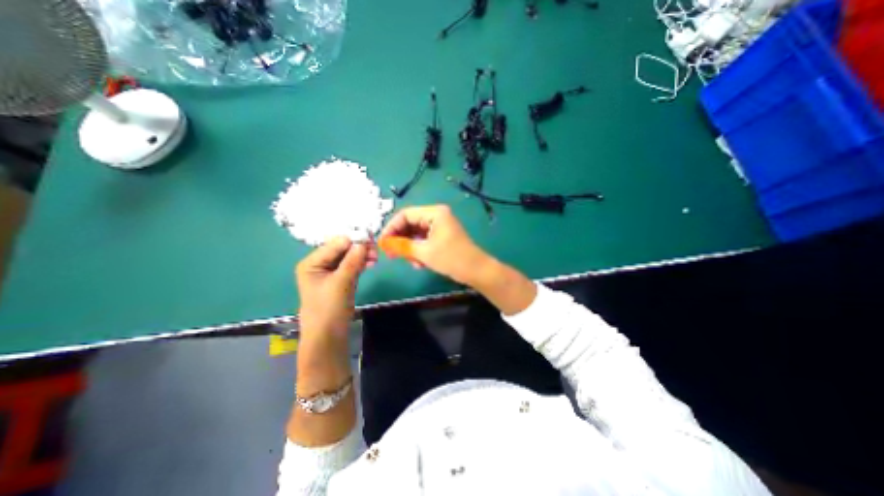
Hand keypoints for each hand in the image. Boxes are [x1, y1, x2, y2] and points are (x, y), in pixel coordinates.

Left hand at [294, 237, 373, 340]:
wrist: (328, 334)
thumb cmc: (328, 308)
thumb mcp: (340, 282)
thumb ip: (352, 261)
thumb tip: (364, 242)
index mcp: (312, 262)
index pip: (334, 244)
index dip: (352, 240)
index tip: (370, 239)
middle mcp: (320, 264)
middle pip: (342, 249)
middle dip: (359, 248)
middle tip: (375, 249)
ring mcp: (331, 272)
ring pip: (349, 257)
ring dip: (362, 256)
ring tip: (375, 257)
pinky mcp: (341, 279)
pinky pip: (352, 266)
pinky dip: (361, 263)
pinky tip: (372, 262)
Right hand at [378, 203, 493, 284]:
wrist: (476, 271)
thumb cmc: (452, 258)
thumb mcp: (424, 252)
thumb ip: (402, 246)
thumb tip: (383, 243)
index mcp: (435, 213)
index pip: (405, 214)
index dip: (391, 228)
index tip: (382, 243)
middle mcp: (437, 216)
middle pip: (410, 224)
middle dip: (400, 240)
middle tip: (392, 255)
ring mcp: (440, 226)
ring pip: (416, 234)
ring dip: (410, 248)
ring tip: (412, 262)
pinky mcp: (442, 236)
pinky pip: (424, 240)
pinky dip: (419, 251)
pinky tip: (419, 263)